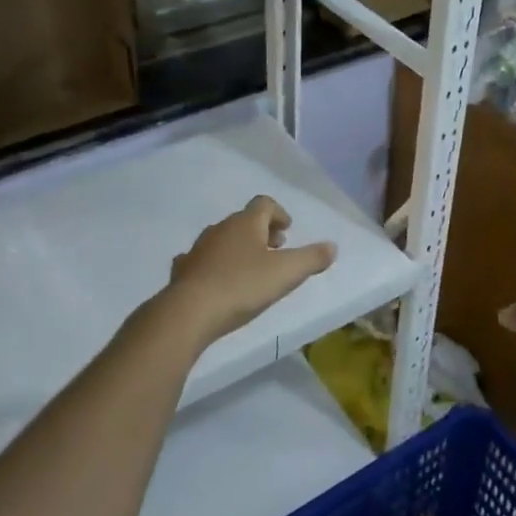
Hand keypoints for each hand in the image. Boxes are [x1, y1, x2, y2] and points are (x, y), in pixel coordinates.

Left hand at [164, 196, 337, 345]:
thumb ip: (312, 259)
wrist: (189, 312)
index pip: (264, 204)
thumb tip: (332, 247)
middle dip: (262, 232)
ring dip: (239, 248)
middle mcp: (220, 229)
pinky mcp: (183, 270)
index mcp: (246, 223)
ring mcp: (198, 249)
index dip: (279, 213)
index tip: (287, 230)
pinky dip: (214, 264)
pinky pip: (202, 260)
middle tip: (276, 250)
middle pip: (244, 221)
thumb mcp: (286, 273)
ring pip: (223, 239)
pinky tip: (218, 280)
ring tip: (251, 269)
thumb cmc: (243, 286)